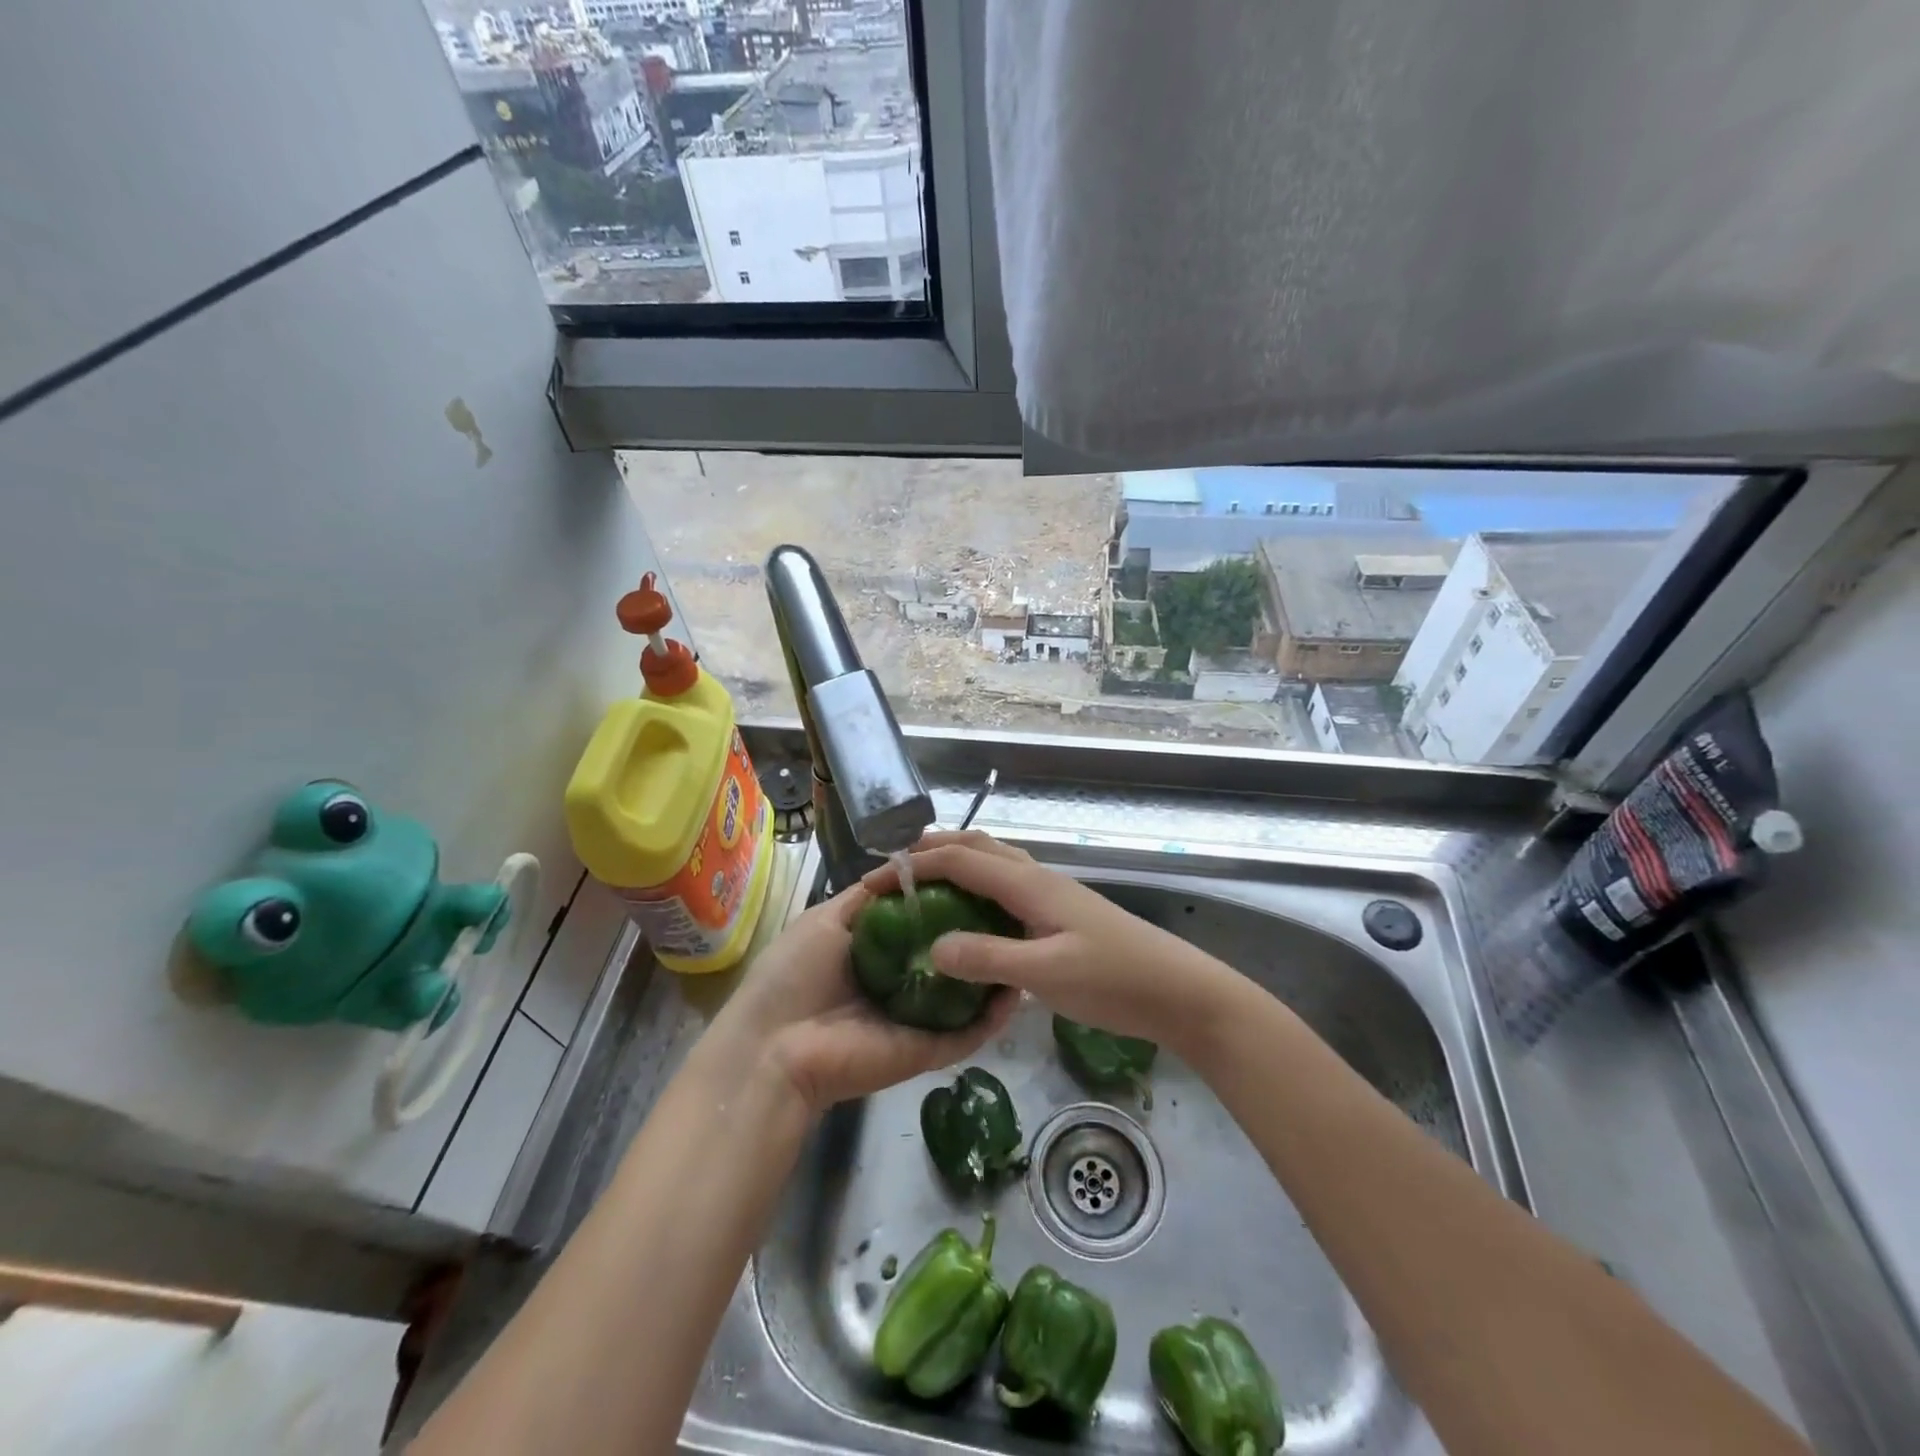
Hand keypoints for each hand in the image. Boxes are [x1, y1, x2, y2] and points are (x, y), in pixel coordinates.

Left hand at [710, 883, 1018, 1116]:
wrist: (776, 1048)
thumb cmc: (794, 974)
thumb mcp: (827, 920)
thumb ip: (867, 897)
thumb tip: (904, 869)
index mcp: (878, 952)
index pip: (925, 923)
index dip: (951, 899)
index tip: (979, 875)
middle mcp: (904, 982)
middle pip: (951, 955)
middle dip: (981, 933)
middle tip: (1016, 907)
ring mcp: (920, 1018)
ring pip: (968, 993)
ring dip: (996, 970)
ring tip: (1028, 939)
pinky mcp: (931, 1048)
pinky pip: (970, 1031)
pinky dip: (996, 1013)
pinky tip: (1019, 983)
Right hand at [861, 831, 1236, 1051]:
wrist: (1178, 990)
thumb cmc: (1114, 979)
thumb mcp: (1046, 973)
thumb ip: (988, 958)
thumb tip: (930, 948)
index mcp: (1028, 883)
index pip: (960, 859)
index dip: (914, 865)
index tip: (875, 882)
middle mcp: (1036, 878)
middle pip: (976, 847)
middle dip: (932, 850)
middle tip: (894, 873)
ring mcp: (1050, 894)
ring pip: (994, 862)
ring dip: (956, 863)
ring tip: (923, 888)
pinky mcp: (1059, 913)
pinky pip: (1006, 886)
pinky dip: (977, 887)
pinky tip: (971, 918)